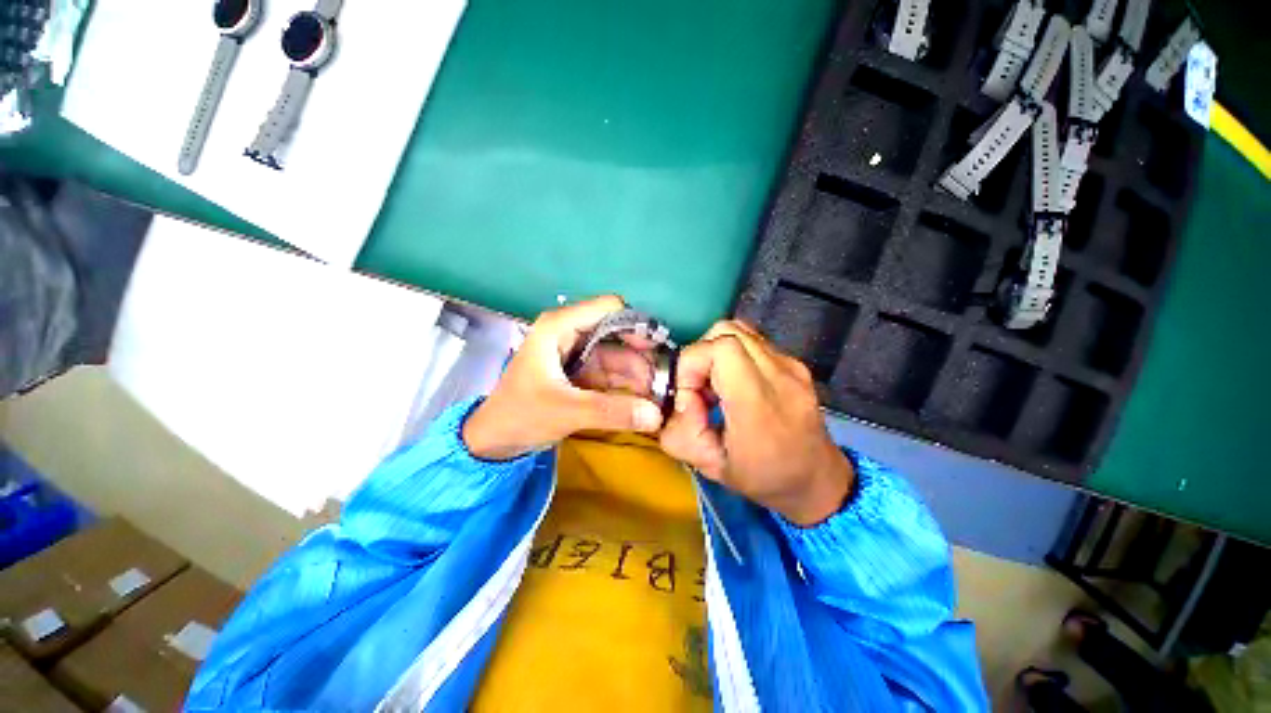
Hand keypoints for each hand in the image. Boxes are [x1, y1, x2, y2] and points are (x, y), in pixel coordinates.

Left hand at [463, 296, 664, 459]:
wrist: (494, 441)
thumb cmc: (520, 415)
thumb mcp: (565, 411)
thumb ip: (611, 411)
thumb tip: (656, 415)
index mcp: (560, 326)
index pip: (609, 309)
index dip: (636, 325)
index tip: (659, 351)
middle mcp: (571, 333)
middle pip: (618, 334)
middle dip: (642, 357)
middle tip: (665, 381)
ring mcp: (577, 353)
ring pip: (618, 356)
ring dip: (639, 375)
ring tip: (660, 397)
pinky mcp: (581, 373)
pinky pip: (612, 374)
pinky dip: (628, 386)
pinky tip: (644, 401)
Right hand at [659, 320, 853, 525]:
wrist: (817, 479)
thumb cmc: (763, 477)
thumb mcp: (710, 466)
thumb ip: (680, 431)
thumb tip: (682, 397)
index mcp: (759, 403)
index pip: (720, 348)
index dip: (693, 362)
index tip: (689, 393)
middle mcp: (780, 375)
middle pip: (726, 331)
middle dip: (701, 355)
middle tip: (699, 386)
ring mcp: (791, 365)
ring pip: (738, 330)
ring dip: (715, 351)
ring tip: (715, 383)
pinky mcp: (795, 363)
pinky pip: (752, 342)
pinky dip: (732, 355)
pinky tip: (734, 382)